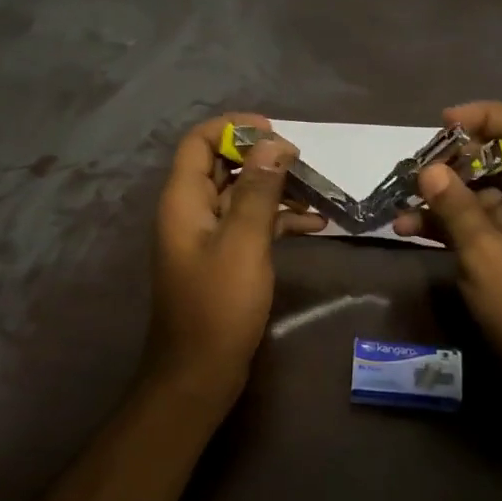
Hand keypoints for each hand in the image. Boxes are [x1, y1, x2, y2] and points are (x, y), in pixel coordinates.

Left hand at [145, 114, 326, 410]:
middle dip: (262, 157)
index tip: (275, 131)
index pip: (199, 141)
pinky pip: (251, 225)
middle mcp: (191, 210)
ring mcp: (207, 236)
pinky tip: (315, 225)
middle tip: (303, 161)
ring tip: (317, 190)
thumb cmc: (219, 305)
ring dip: (276, 188)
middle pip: (222, 165)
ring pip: (242, 194)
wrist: (199, 372)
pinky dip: (278, 219)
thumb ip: (258, 190)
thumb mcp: (243, 242)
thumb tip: (274, 143)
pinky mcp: (224, 258)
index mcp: (184, 199)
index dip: (233, 127)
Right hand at [392, 102, 501, 404]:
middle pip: (497, 156)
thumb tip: (428, 169)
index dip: (486, 116)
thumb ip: (457, 208)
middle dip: (454, 158)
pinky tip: (407, 229)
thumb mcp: (485, 254)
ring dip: (442, 193)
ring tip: (402, 201)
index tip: (444, 125)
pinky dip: (445, 222)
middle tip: (415, 169)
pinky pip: (473, 221)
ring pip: (479, 190)